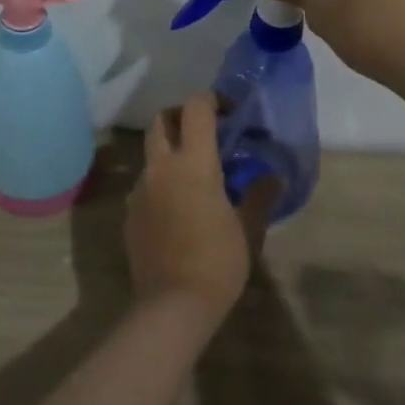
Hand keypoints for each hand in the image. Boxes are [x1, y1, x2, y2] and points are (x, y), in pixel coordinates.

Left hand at [126, 93, 262, 325]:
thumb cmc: (218, 261)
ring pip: (151, 154)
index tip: (227, 110)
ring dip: (170, 152)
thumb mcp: (248, 229)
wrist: (172, 305)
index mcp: (193, 162)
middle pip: (162, 121)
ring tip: (195, 175)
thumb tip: (274, 177)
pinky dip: (161, 182)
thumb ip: (259, 196)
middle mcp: (161, 167)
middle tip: (205, 132)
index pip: (195, 108)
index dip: (211, 100)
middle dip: (181, 116)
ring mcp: (140, 189)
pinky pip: (145, 184)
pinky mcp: (129, 212)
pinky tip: (179, 208)